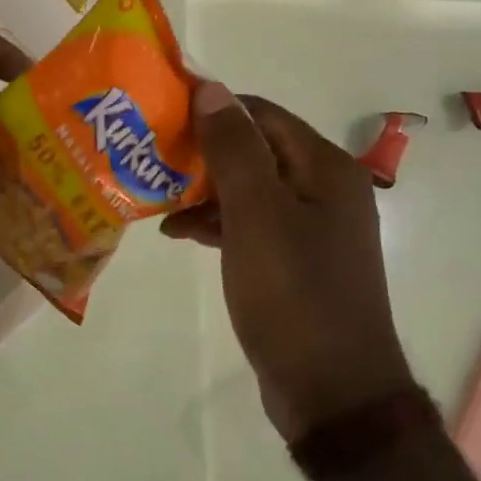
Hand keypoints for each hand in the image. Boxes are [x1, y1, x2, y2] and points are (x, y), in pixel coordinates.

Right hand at [162, 83, 413, 441]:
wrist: (332, 391)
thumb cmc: (294, 293)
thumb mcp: (257, 215)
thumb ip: (234, 149)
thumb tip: (211, 89)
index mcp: (325, 167)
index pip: (261, 113)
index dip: (212, 109)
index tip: (161, 114)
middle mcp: (324, 188)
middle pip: (254, 149)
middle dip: (202, 153)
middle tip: (149, 157)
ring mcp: (310, 227)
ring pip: (247, 188)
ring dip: (203, 190)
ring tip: (154, 197)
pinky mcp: (294, 261)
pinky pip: (249, 224)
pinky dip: (216, 223)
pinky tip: (178, 234)